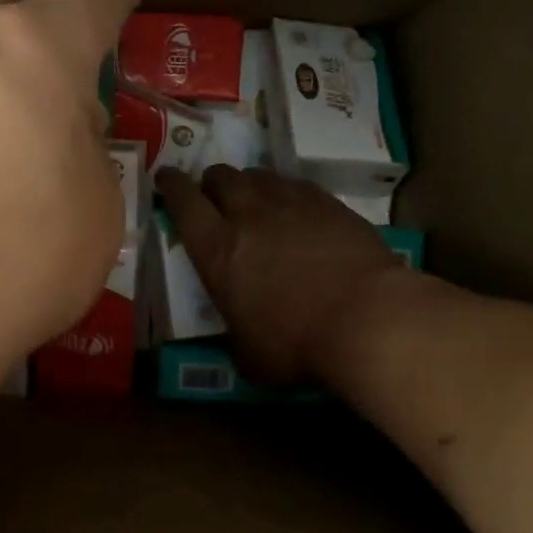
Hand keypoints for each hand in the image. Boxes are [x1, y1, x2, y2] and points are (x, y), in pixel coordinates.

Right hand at [156, 165, 406, 384]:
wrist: (367, 318)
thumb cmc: (298, 344)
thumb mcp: (251, 357)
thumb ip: (236, 338)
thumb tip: (239, 339)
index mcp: (218, 252)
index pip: (183, 203)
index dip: (171, 186)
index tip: (166, 178)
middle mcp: (249, 216)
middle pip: (221, 178)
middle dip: (212, 183)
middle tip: (213, 195)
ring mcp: (291, 204)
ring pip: (259, 175)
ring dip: (248, 184)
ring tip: (254, 198)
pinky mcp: (329, 204)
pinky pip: (297, 184)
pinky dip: (286, 191)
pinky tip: (294, 206)